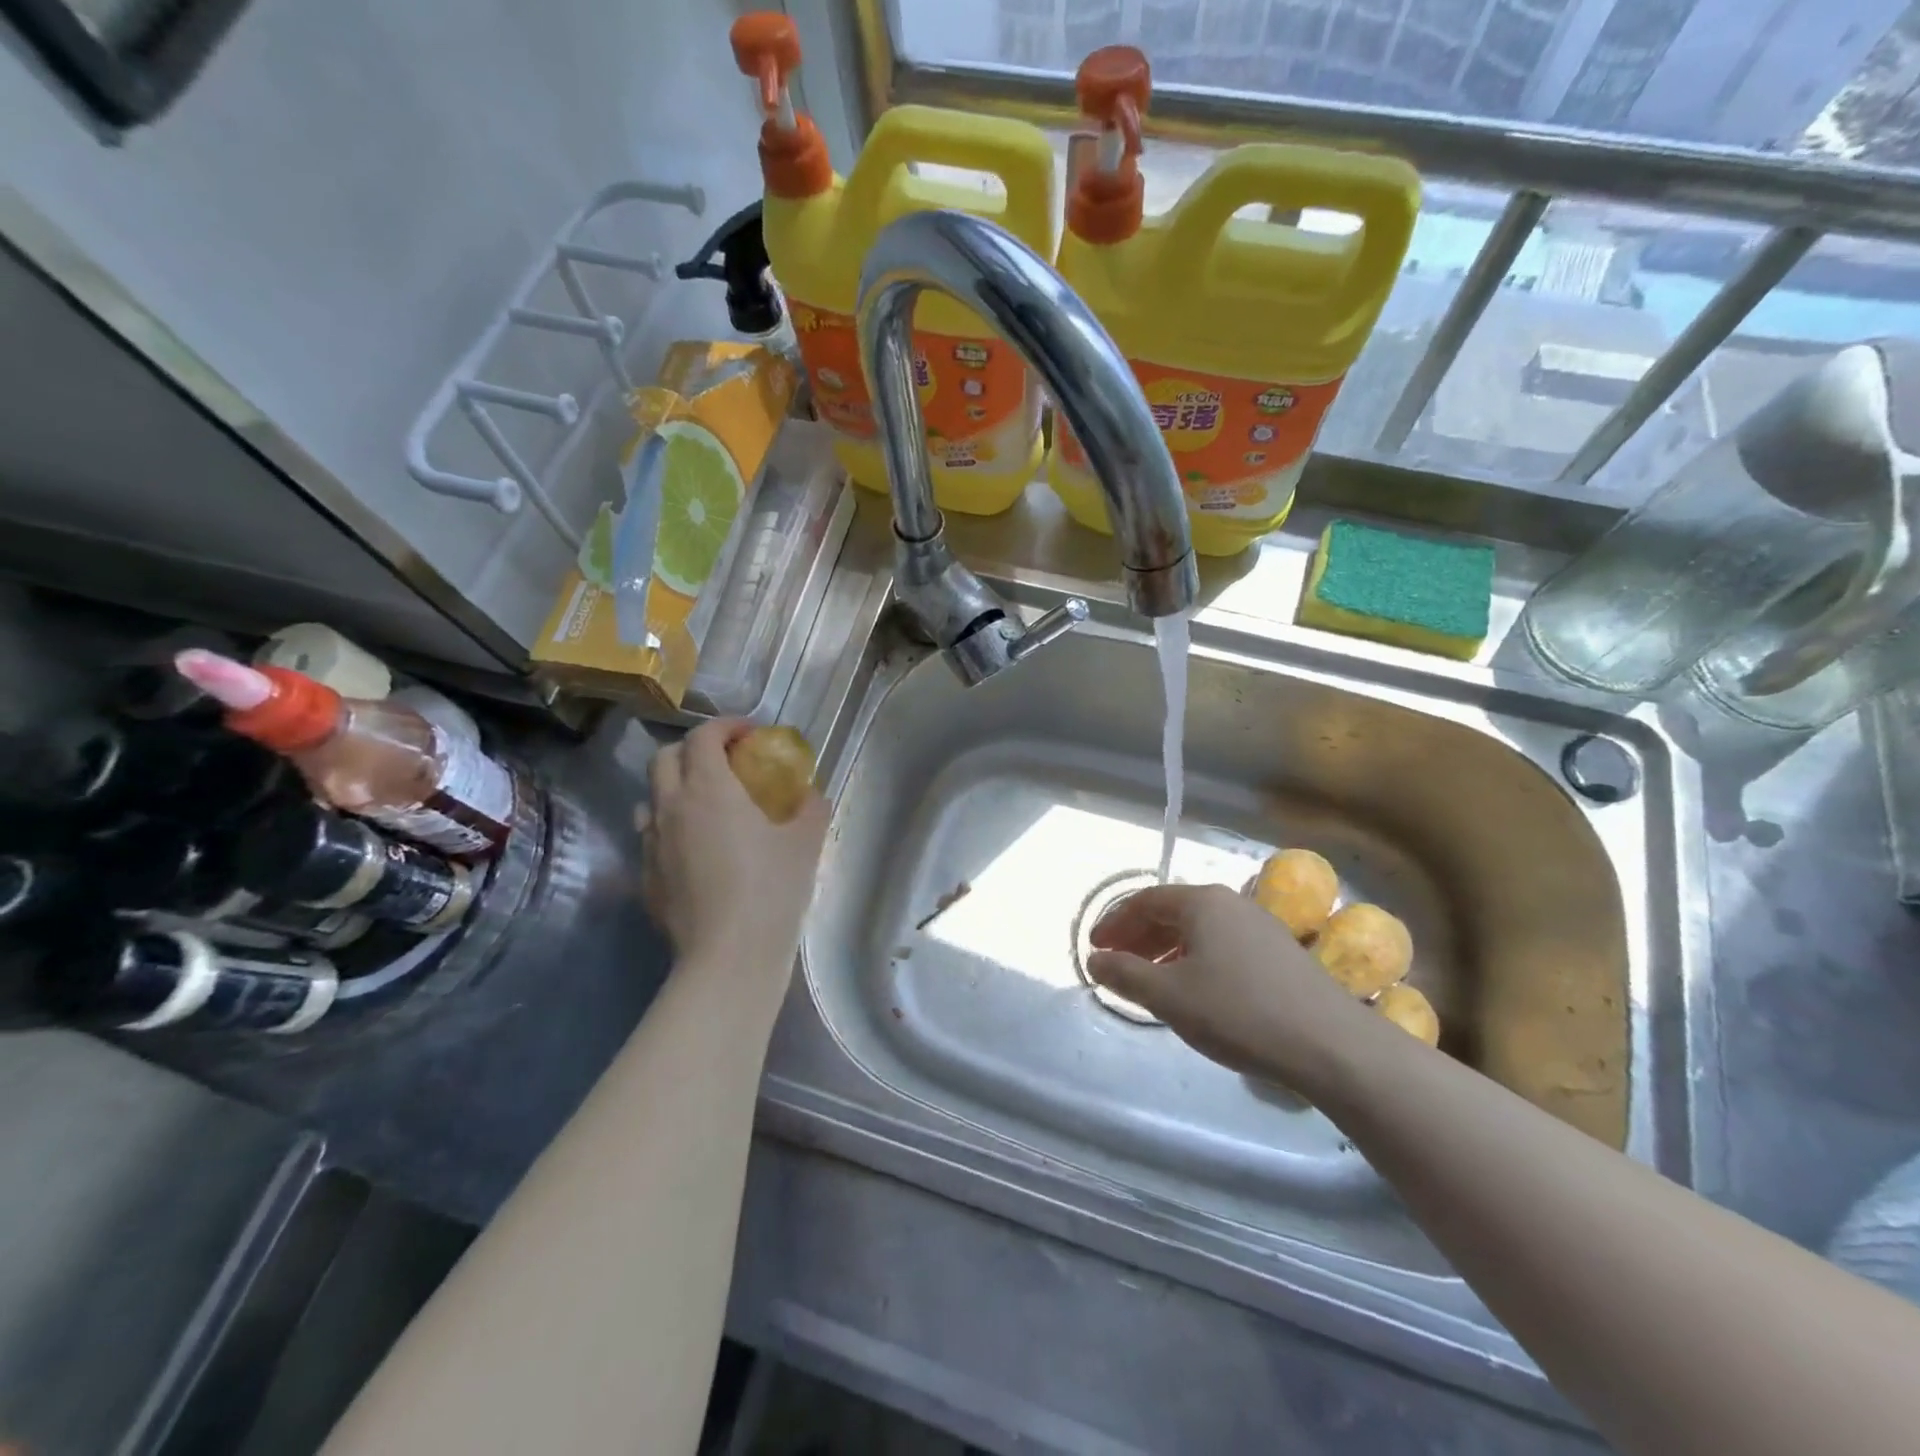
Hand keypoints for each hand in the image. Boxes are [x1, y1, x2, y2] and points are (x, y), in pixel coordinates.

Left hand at [640, 719, 828, 983]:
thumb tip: (811, 795)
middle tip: (726, 763)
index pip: (703, 736)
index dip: (726, 726)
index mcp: (708, 789)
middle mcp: (670, 807)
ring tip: (705, 806)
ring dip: (674, 788)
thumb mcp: (805, 842)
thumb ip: (810, 808)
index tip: (750, 734)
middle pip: (665, 757)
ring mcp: (651, 844)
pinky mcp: (646, 878)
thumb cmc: (771, 889)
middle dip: (694, 750)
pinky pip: (651, 838)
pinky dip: (671, 829)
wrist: (729, 956)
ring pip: (650, 798)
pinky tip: (697, 852)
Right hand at [1088, 883, 1371, 1087]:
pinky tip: (1195, 990)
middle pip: (1172, 912)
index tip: (1095, 950)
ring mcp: (1260, 925)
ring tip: (1150, 981)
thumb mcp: (1170, 996)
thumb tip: (1095, 959)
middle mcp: (1231, 903)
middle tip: (1116, 966)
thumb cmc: (1239, 1011)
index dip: (1114, 923)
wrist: (1331, 1045)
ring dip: (1166, 950)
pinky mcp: (1280, 952)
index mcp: (1201, 902)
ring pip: (1199, 930)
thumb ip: (1126, 974)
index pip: (1144, 901)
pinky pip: (1223, 945)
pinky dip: (1196, 960)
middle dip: (1138, 937)